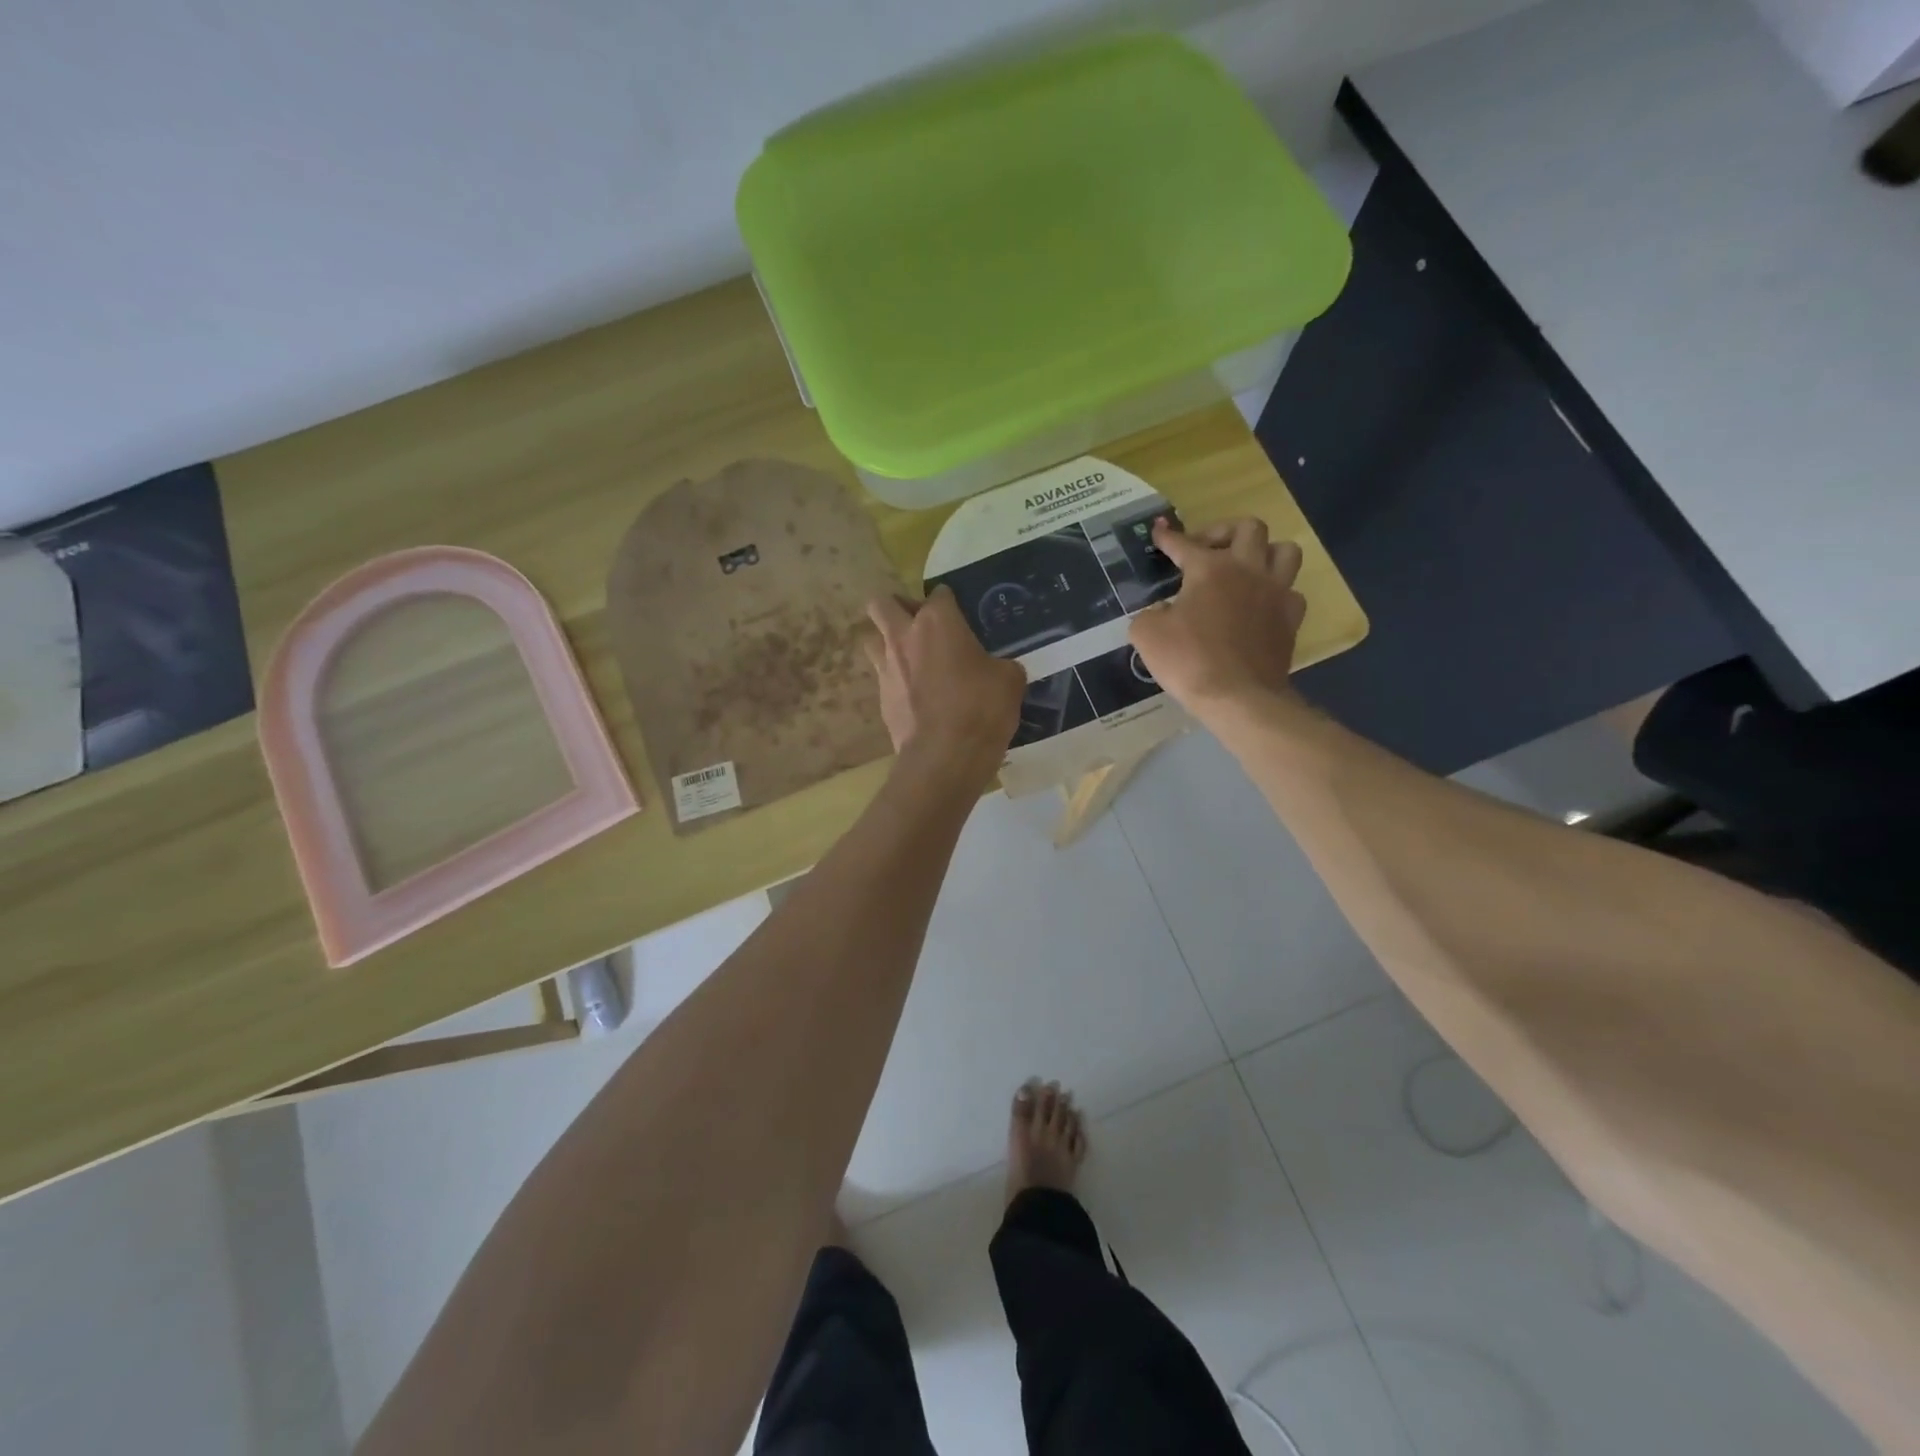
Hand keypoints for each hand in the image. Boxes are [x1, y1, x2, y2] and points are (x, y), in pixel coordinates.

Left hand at [863, 585, 1026, 785]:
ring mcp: (886, 668)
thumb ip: (1000, 664)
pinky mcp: (881, 699)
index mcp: (937, 622)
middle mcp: (904, 637)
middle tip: (920, 624)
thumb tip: (997, 670)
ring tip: (912, 659)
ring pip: (872, 639)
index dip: (950, 602)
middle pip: (882, 604)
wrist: (945, 757)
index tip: (961, 616)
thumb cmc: (981, 708)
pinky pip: (883, 678)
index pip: (939, 594)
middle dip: (897, 607)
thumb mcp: (1010, 680)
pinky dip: (896, 681)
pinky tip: (916, 697)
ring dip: (888, 642)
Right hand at [1129, 517, 1306, 718]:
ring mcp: (1275, 592)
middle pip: (1249, 527)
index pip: (1183, 544)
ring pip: (1285, 550)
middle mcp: (1247, 569)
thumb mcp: (1146, 634)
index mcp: (1209, 568)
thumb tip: (1162, 610)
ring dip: (1264, 553)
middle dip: (1224, 531)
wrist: (1237, 696)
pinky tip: (1261, 605)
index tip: (1159, 530)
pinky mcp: (1291, 618)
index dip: (1168, 537)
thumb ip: (1149, 613)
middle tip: (1207, 550)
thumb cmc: (1188, 661)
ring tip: (1246, 568)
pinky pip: (1291, 591)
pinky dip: (1277, 592)